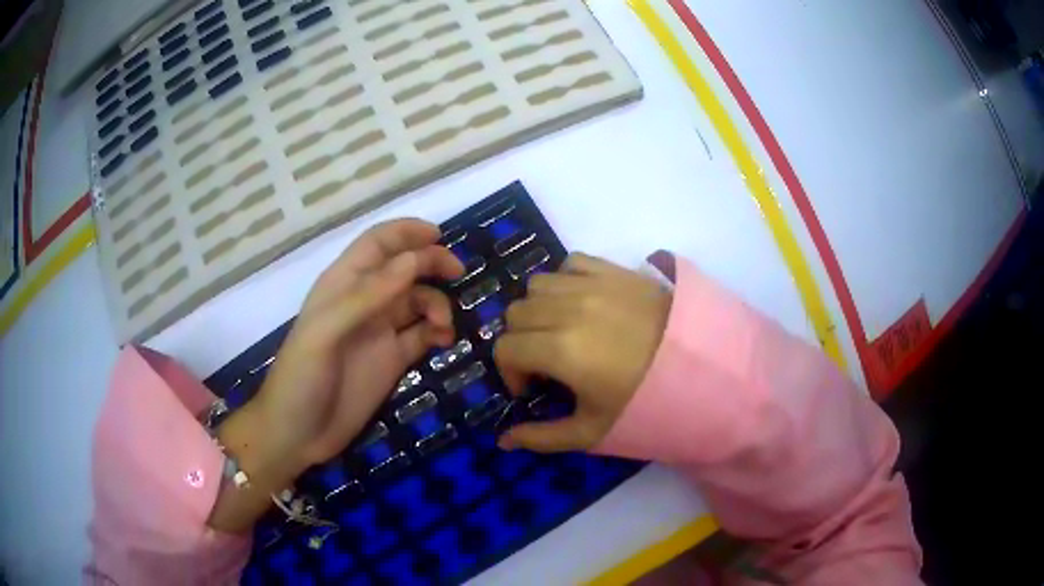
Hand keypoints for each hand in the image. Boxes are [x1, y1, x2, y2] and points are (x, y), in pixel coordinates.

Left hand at [250, 219, 463, 469]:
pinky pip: (422, 335)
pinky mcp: (392, 360)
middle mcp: (364, 302)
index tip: (439, 235)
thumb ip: (366, 296)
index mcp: (342, 285)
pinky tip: (443, 341)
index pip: (376, 244)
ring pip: (417, 301)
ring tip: (443, 326)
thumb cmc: (301, 378)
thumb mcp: (325, 333)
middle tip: (457, 272)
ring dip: (436, 304)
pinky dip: (437, 332)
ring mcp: (379, 332)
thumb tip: (413, 261)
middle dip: (431, 263)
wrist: (298, 434)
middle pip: (403, 268)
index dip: (405, 233)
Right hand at [494, 253, 670, 452]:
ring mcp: (592, 284)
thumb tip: (503, 441)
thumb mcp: (592, 431)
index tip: (532, 389)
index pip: (505, 348)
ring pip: (536, 285)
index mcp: (560, 349)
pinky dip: (564, 281)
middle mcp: (568, 308)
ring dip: (538, 309)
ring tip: (560, 330)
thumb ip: (542, 437)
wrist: (701, 367)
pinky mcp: (613, 270)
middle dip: (521, 342)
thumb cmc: (646, 402)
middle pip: (515, 314)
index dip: (509, 372)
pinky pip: (570, 263)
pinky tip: (580, 303)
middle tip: (545, 364)